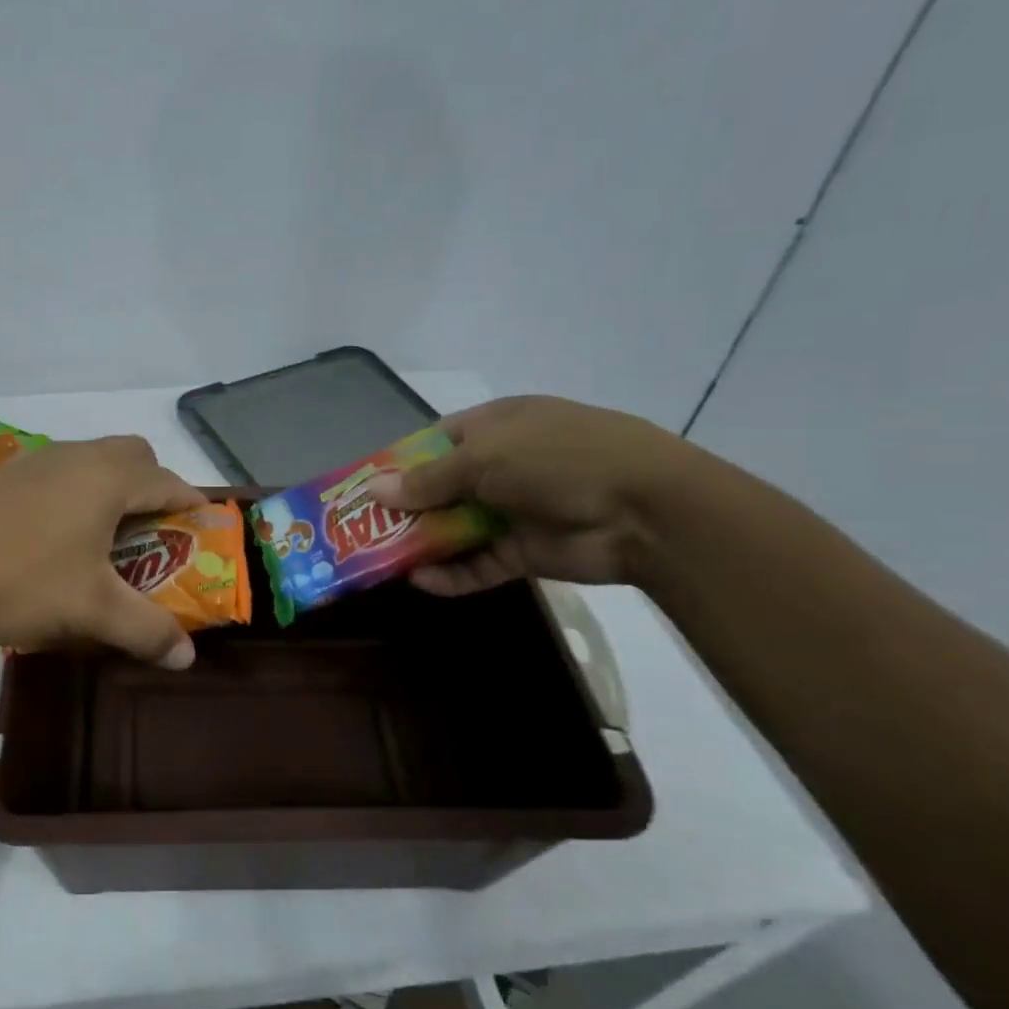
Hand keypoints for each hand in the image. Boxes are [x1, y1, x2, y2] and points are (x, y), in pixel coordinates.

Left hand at [0, 435, 207, 665]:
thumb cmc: (18, 577)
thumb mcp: (90, 610)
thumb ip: (146, 630)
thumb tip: (188, 657)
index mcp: (109, 478)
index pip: (171, 482)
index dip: (193, 508)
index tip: (202, 537)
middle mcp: (79, 456)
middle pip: (136, 458)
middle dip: (154, 489)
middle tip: (153, 535)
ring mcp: (39, 460)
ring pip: (95, 461)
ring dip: (113, 490)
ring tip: (107, 539)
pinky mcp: (7, 474)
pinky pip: (62, 472)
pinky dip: (78, 494)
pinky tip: (57, 537)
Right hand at [369, 396, 700, 595]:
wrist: (647, 512)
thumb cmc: (557, 460)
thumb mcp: (484, 458)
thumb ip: (427, 479)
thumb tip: (374, 490)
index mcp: (498, 426)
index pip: (438, 440)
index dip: (402, 461)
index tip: (367, 485)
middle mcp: (505, 465)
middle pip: (442, 487)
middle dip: (405, 507)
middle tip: (361, 529)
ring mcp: (516, 509)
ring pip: (457, 527)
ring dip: (423, 543)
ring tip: (380, 560)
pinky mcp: (527, 551)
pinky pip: (479, 563)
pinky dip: (453, 574)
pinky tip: (421, 582)